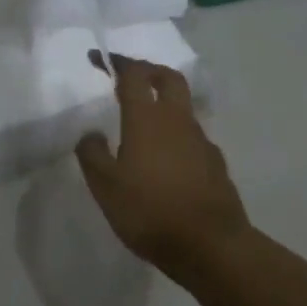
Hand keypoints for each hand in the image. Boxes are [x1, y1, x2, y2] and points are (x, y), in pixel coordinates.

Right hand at [76, 58, 250, 285]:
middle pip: (168, 78)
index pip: (133, 74)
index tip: (98, 59)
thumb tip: (91, 134)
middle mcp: (177, 121)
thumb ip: (92, 154)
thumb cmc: (150, 211)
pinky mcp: (215, 164)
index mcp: (147, 119)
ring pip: (183, 108)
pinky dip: (177, 136)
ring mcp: (201, 141)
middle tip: (130, 75)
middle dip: (148, 70)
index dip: (115, 61)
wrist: (211, 246)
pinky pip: (192, 138)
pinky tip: (166, 159)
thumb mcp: (105, 186)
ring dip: (164, 104)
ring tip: (143, 123)